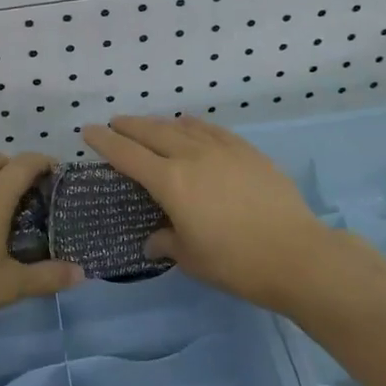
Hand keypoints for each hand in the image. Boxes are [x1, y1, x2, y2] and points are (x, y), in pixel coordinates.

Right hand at [81, 115, 335, 313]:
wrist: (296, 254)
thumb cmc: (235, 263)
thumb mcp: (192, 258)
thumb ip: (167, 242)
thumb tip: (153, 241)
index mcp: (171, 183)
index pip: (128, 155)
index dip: (105, 142)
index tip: (89, 130)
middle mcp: (192, 157)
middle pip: (152, 132)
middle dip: (129, 126)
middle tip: (115, 123)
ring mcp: (223, 150)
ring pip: (182, 127)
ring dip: (160, 124)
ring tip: (150, 125)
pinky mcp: (247, 151)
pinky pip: (212, 129)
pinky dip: (194, 125)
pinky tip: (191, 127)